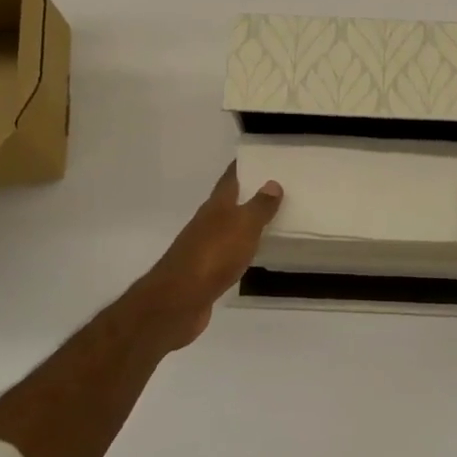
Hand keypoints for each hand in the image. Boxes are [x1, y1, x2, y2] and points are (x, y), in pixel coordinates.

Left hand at [130, 164, 282, 350]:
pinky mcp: (205, 271)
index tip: (261, 156)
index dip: (244, 166)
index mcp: (216, 206)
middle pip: (229, 202)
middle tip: (277, 187)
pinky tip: (253, 252)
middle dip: (249, 193)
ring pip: (229, 227)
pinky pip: (228, 252)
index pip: (230, 178)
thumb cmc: (213, 255)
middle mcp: (207, 222)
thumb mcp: (243, 226)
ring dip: (246, 222)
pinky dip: (242, 247)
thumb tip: (272, 183)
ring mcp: (204, 247)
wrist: (179, 300)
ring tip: (272, 218)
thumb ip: (259, 206)